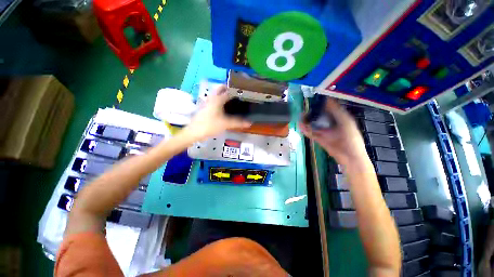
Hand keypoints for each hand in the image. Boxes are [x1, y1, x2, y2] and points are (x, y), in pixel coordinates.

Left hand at [184, 85, 251, 140]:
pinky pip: (214, 100)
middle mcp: (211, 98)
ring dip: (223, 93)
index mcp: (217, 99)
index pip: (228, 90)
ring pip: (216, 94)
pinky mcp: (205, 108)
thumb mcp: (225, 124)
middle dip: (228, 88)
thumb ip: (238, 123)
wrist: (194, 132)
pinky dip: (220, 100)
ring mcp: (207, 102)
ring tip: (233, 98)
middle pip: (220, 88)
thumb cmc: (210, 126)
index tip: (242, 90)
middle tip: (237, 92)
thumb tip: (249, 123)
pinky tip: (224, 106)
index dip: (235, 89)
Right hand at [299, 98, 367, 165]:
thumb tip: (327, 99)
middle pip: (319, 116)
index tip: (314, 99)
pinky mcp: (319, 139)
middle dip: (312, 112)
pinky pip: (311, 133)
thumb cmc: (351, 138)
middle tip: (305, 109)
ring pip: (314, 124)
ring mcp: (324, 132)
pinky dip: (305, 130)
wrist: (350, 157)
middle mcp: (331, 124)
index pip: (329, 108)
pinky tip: (300, 126)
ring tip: (300, 116)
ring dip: (307, 121)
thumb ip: (336, 111)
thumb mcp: (346, 122)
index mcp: (339, 118)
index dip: (322, 103)